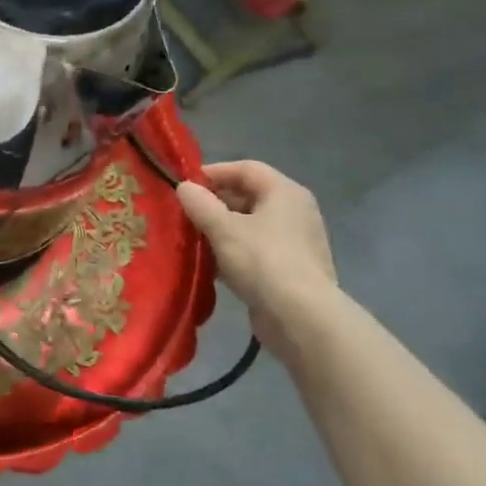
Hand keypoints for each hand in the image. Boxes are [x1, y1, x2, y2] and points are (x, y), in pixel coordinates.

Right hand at [177, 161, 336, 350]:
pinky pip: (257, 250)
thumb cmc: (262, 261)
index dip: (213, 172)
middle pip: (249, 196)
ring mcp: (296, 241)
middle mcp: (295, 211)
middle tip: (185, 215)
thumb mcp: (223, 228)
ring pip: (251, 225)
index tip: (185, 186)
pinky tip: (212, 267)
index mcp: (284, 192)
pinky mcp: (291, 269)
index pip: (246, 168)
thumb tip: (184, 187)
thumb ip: (200, 204)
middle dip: (215, 203)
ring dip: (222, 230)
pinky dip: (234, 252)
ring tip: (193, 240)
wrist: (301, 317)